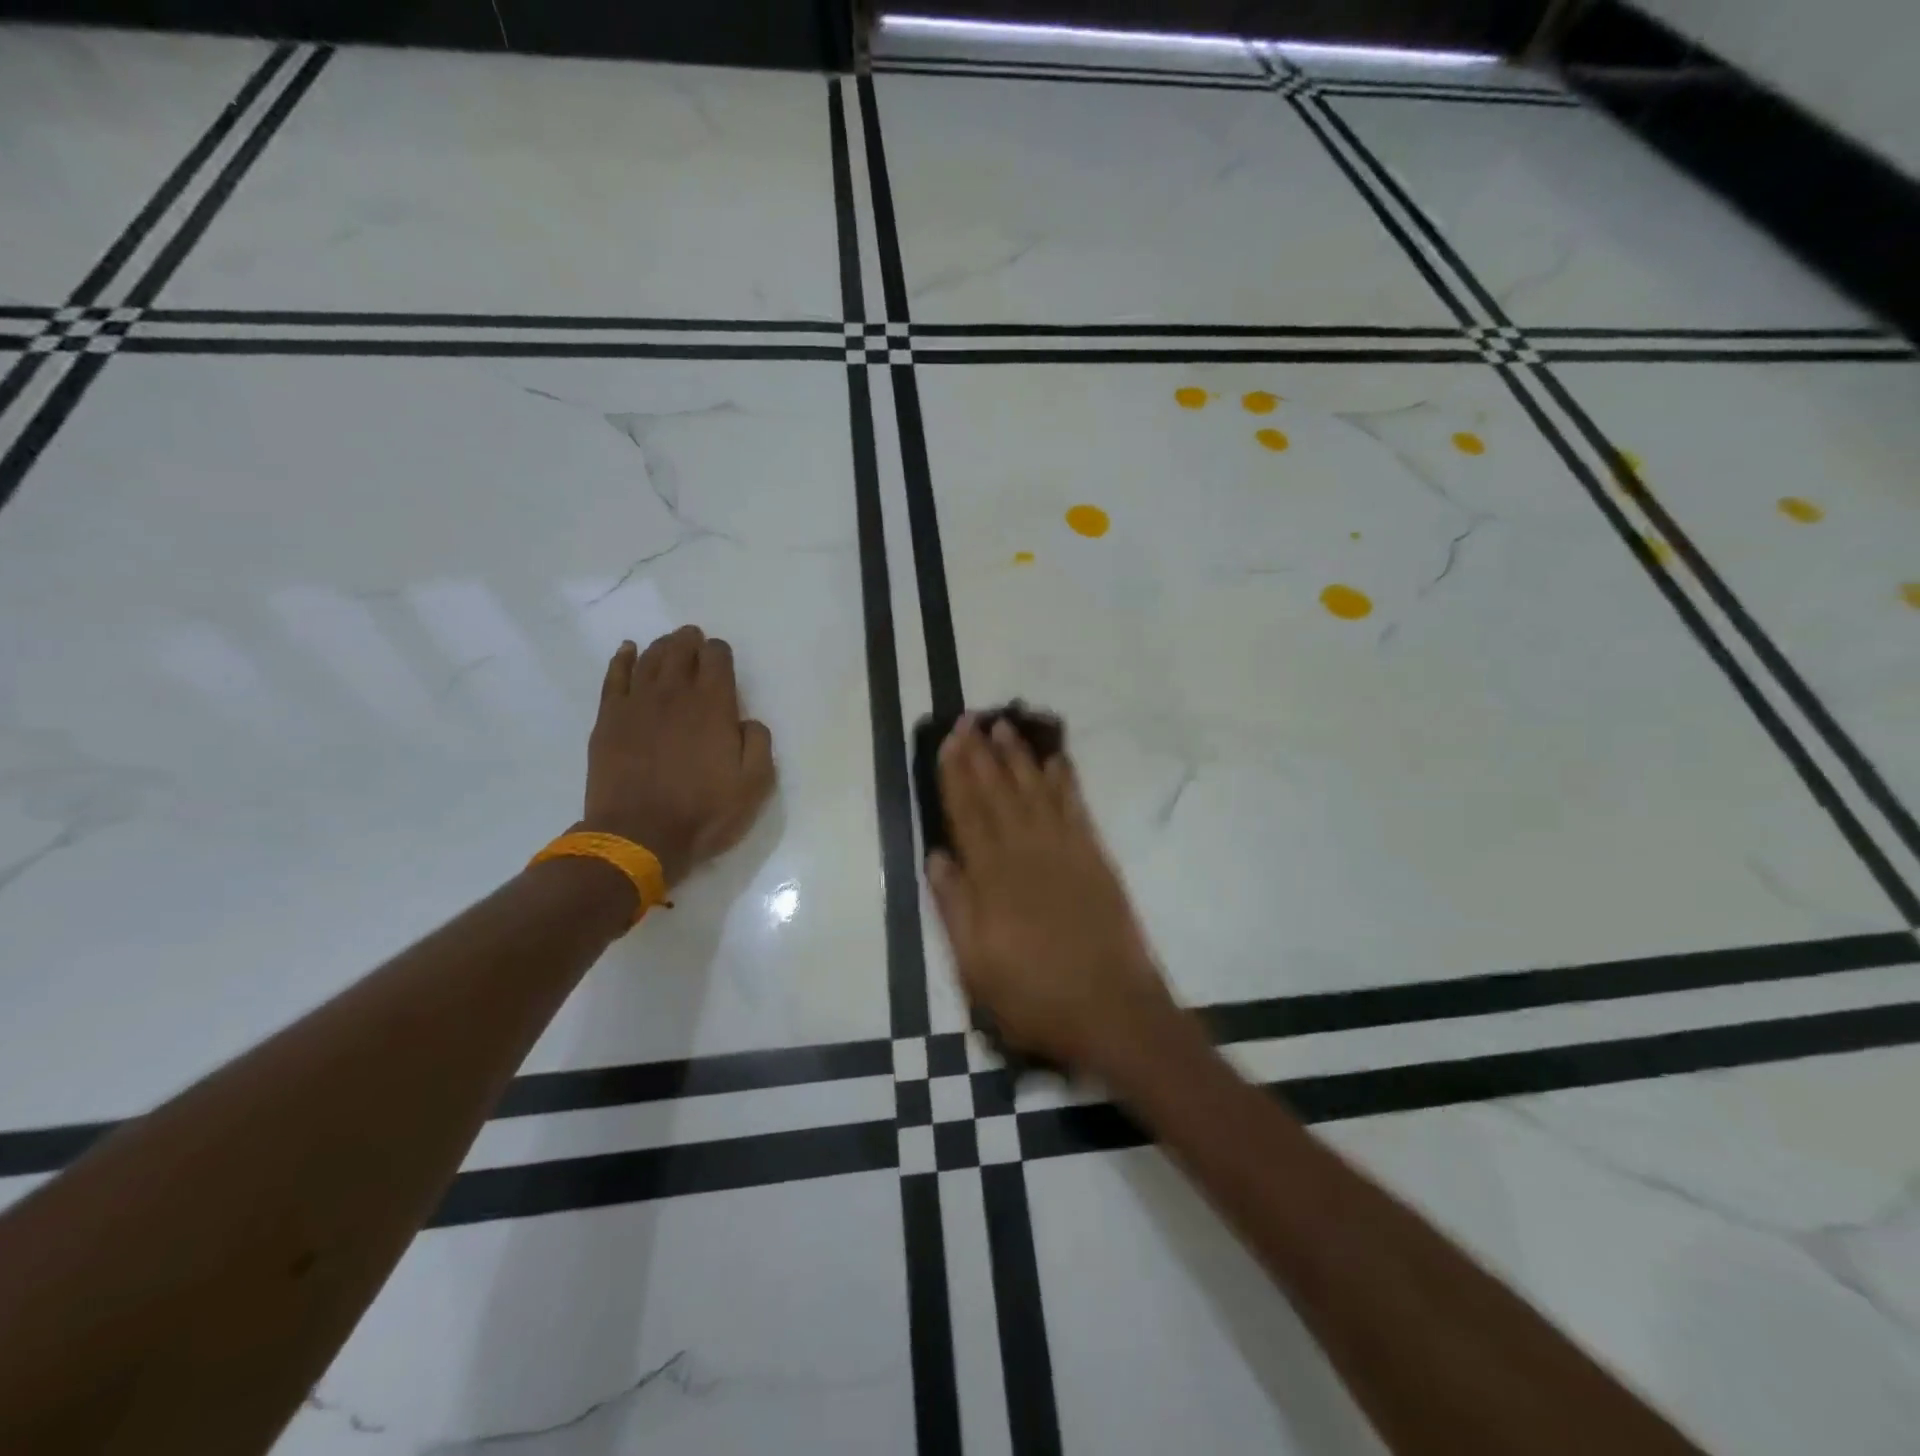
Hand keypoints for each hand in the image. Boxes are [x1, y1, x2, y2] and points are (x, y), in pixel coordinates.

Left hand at [581, 626, 774, 886]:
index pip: (717, 658)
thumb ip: (759, 743)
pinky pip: (615, 676)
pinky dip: (623, 659)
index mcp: (713, 706)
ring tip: (671, 643)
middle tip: (695, 640)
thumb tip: (747, 721)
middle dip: (691, 641)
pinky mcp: (609, 719)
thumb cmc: (704, 813)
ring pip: (650, 658)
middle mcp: (675, 694)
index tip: (722, 660)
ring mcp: (637, 704)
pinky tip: (629, 651)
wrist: (639, 837)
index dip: (720, 652)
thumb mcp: (754, 785)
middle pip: (681, 650)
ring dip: (663, 646)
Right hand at [926, 718, 1176, 1073]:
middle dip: (981, 755)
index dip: (955, 776)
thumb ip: (955, 908)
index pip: (967, 815)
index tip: (947, 743)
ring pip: (1035, 791)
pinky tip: (1055, 760)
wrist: (1114, 1013)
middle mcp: (1027, 854)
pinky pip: (1076, 808)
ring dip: (1018, 757)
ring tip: (1004, 726)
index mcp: (993, 879)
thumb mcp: (976, 968)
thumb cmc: (1035, 997)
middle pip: (999, 794)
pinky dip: (1064, 781)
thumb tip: (936, 857)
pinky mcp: (1095, 859)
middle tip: (970, 719)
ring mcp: (1066, 852)